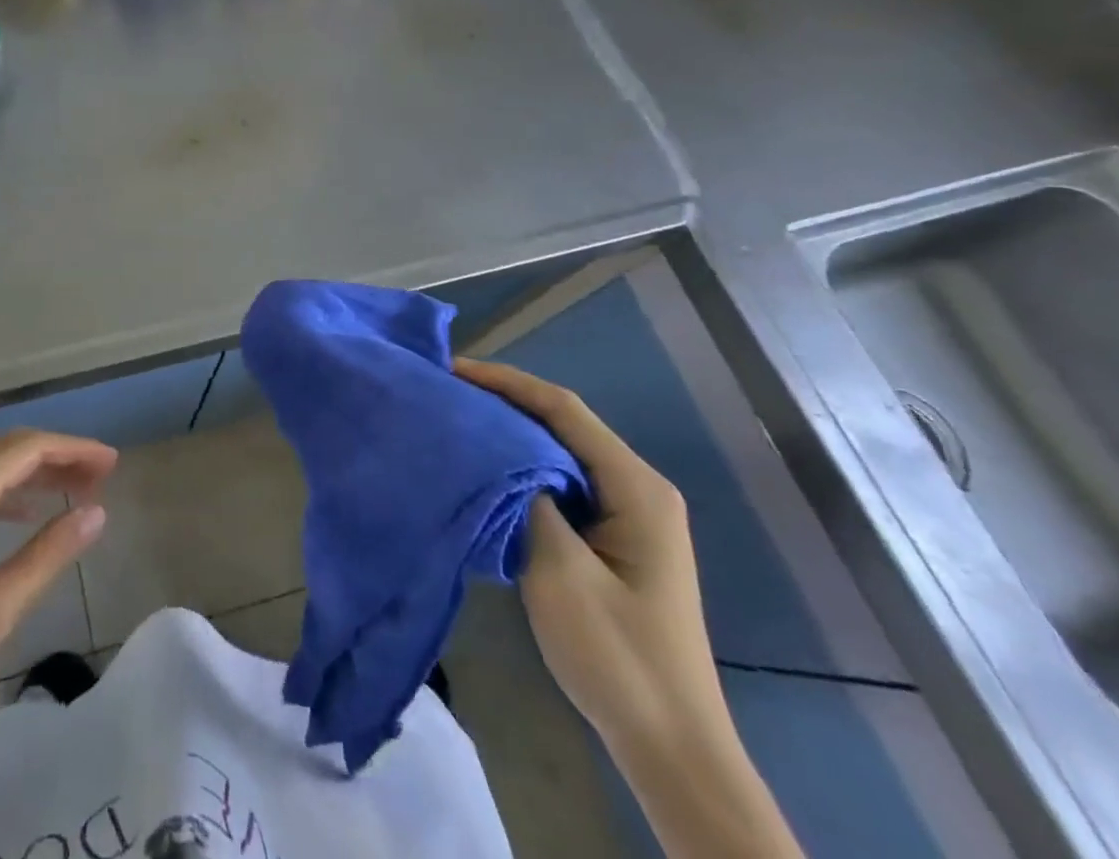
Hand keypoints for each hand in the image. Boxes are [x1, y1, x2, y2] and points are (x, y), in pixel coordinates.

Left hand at [0, 428, 115, 756]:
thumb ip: (48, 554)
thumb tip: (96, 513)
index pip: (28, 447)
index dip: (74, 449)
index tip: (112, 464)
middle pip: (9, 449)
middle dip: (58, 457)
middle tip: (102, 477)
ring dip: (33, 473)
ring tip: (75, 490)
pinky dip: (5, 490)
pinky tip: (25, 513)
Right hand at [451, 357, 722, 754]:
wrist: (671, 747)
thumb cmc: (618, 655)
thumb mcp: (561, 571)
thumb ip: (528, 498)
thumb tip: (497, 449)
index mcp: (636, 487)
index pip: (563, 409)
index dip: (506, 382)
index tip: (453, 370)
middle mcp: (636, 488)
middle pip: (562, 424)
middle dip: (505, 402)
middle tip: (447, 393)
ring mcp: (626, 514)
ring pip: (560, 452)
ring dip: (511, 435)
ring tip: (457, 422)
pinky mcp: (611, 539)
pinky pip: (561, 483)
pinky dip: (521, 468)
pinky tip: (486, 470)